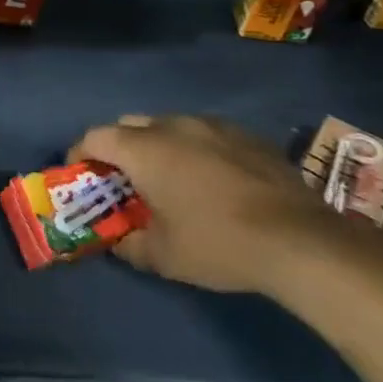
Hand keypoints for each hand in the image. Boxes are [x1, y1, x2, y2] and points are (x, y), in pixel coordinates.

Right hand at [68, 114, 345, 295]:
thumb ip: (129, 244)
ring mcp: (213, 126)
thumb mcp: (162, 256)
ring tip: (169, 179)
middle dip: (118, 148)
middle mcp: (172, 126)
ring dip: (157, 146)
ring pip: (168, 126)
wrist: (303, 241)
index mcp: (143, 149)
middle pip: (128, 125)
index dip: (80, 155)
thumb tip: (116, 240)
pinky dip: (194, 150)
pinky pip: (204, 134)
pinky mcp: (246, 135)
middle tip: (123, 180)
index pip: (94, 137)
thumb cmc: (218, 243)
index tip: (81, 177)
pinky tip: (212, 181)